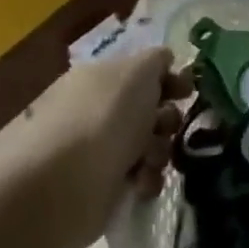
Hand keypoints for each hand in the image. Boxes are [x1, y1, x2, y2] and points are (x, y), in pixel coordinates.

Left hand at [20, 49, 190, 247]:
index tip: (187, 91)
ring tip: (153, 161)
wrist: (61, 184)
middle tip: (168, 127)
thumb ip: (156, 60)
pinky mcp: (99, 187)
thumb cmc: (105, 117)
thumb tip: (164, 60)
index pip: (141, 72)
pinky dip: (146, 179)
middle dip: (167, 118)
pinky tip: (143, 184)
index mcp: (100, 77)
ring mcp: (96, 149)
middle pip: (148, 109)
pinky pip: (137, 176)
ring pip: (147, 144)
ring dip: (160, 151)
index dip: (168, 78)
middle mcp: (96, 109)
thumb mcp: (138, 71)